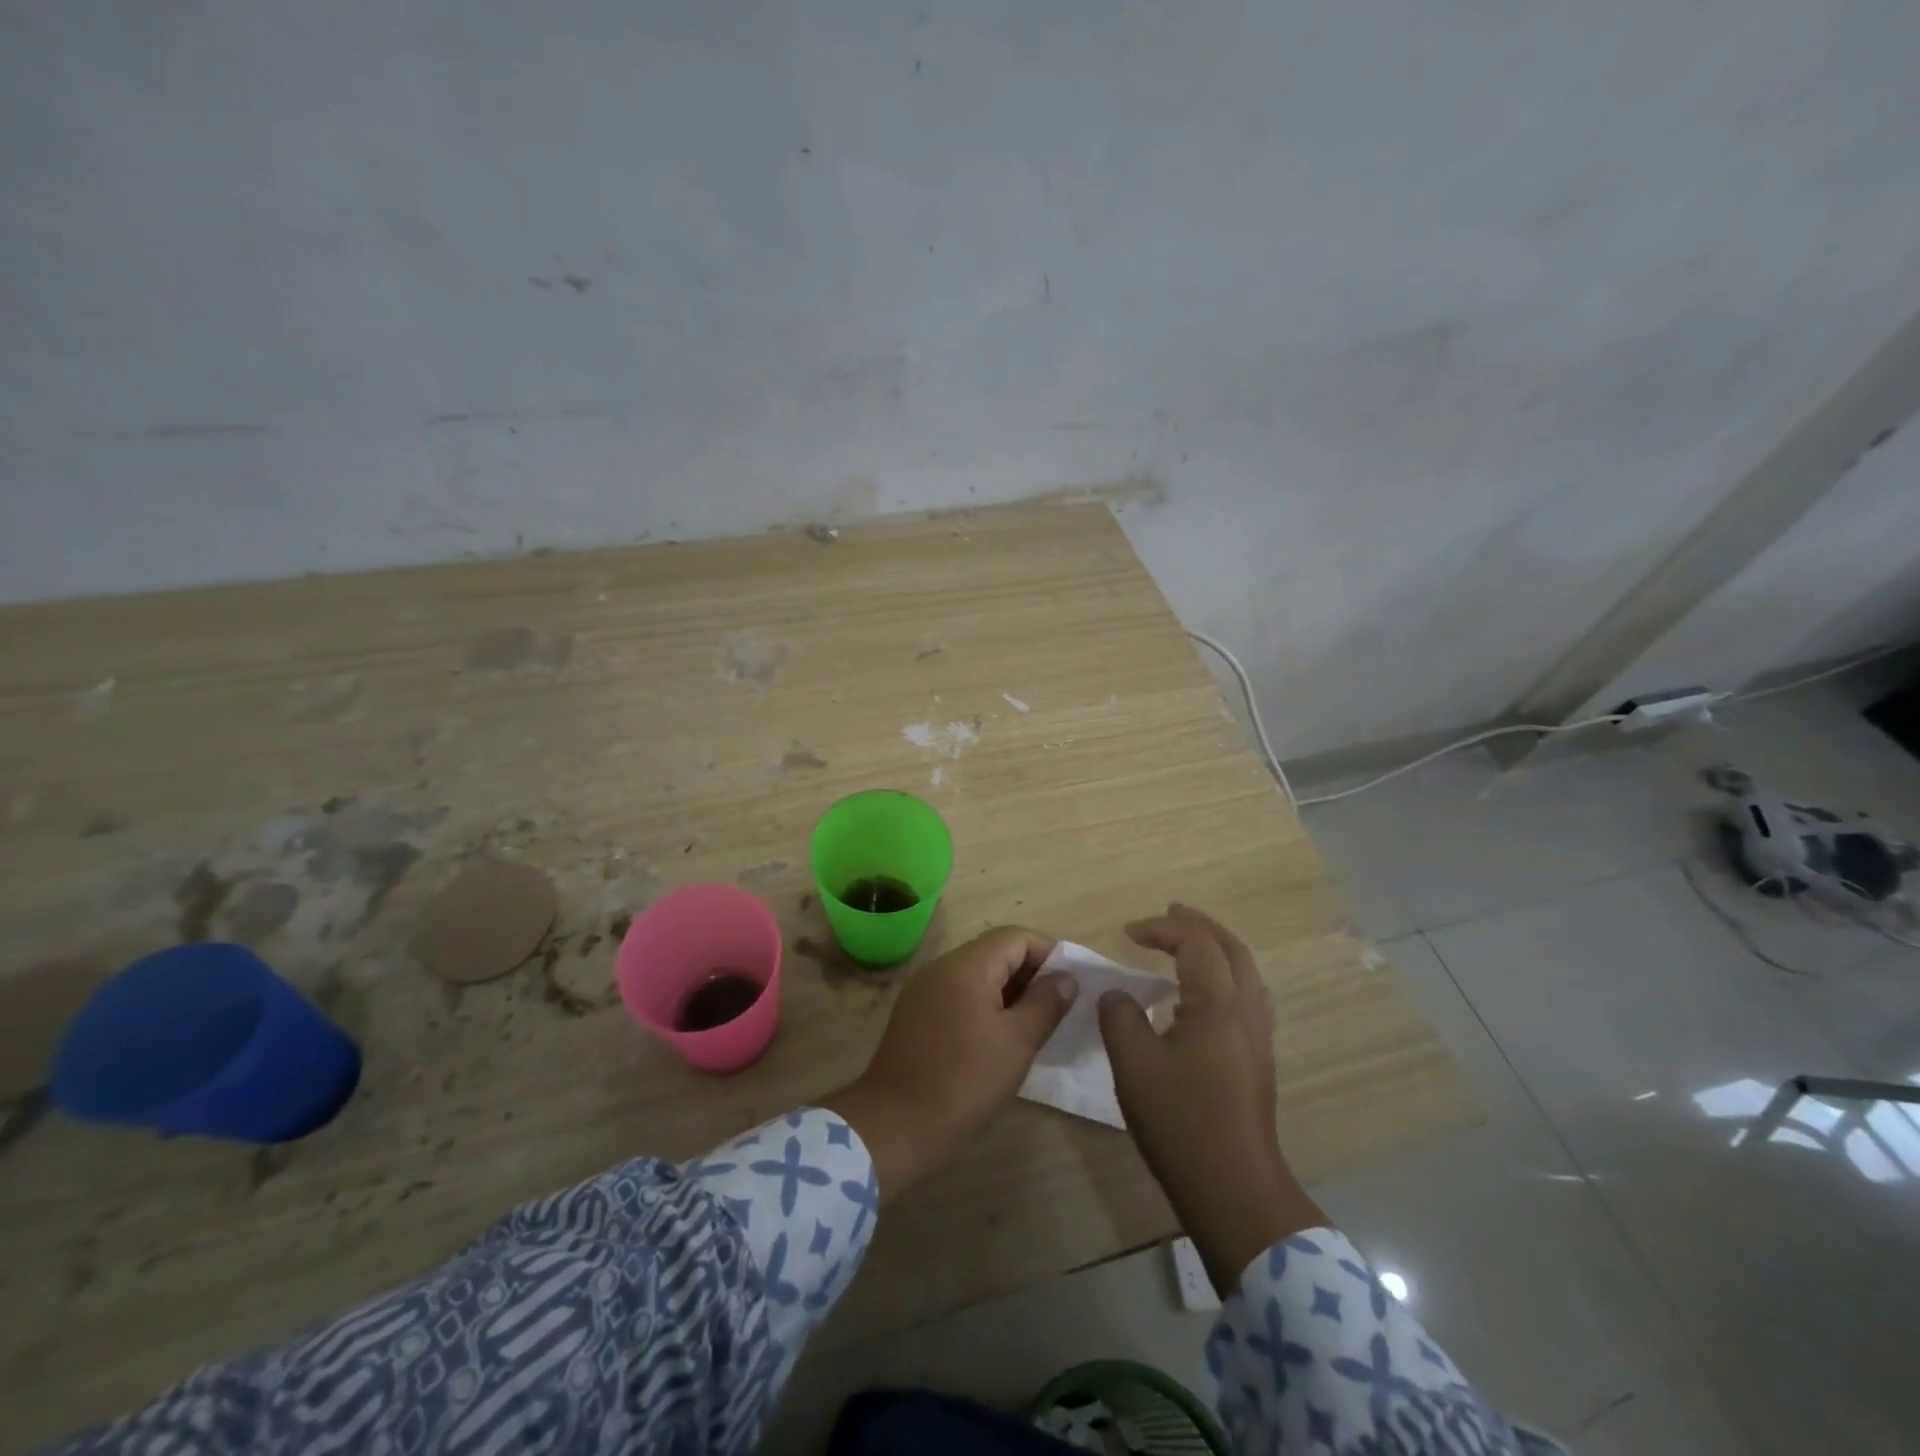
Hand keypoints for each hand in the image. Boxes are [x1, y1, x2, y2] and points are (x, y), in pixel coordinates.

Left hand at [823, 927, 1076, 1202]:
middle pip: (995, 951)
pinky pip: (958, 994)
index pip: (1016, 936)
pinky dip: (984, 1004)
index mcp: (967, 965)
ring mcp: (924, 990)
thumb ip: (1046, 1003)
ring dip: (1008, 990)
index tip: (1071, 985)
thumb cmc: (963, 1082)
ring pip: (977, 974)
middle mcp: (942, 967)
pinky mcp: (915, 1014)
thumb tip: (1066, 977)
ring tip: (1033, 1025)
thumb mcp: (1017, 1043)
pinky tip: (997, 1038)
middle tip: (1057, 1009)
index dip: (1049, 953)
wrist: (894, 1126)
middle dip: (1030, 972)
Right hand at [1098, 904, 1326, 1293]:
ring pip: (1246, 973)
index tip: (1127, 932)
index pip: (1195, 943)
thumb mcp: (1134, 1065)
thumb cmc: (1181, 1123)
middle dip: (1200, 925)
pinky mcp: (1258, 1062)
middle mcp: (1245, 1012)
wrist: (1235, 1190)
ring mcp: (1258, 1038)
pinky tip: (1204, 997)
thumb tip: (1119, 996)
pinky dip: (1225, 977)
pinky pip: (1247, 998)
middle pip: (1232, 949)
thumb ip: (1120, 1017)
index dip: (1161, 928)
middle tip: (1171, 912)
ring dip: (1217, 949)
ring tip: (1189, 945)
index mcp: (1217, 1004)